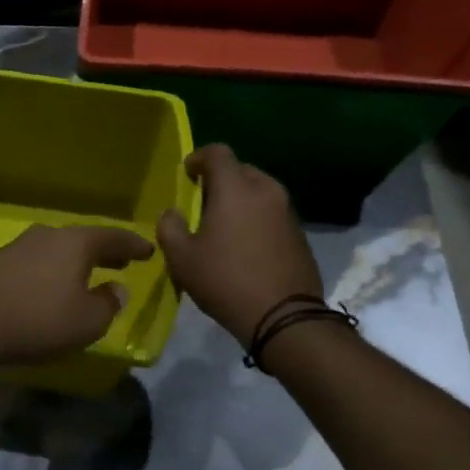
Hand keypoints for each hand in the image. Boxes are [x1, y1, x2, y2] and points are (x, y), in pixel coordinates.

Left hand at [0, 224, 155, 369]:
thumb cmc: (38, 322)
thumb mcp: (88, 322)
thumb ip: (109, 303)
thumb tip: (116, 288)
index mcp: (74, 242)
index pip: (113, 236)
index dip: (133, 244)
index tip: (149, 249)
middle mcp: (46, 235)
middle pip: (83, 239)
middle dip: (104, 251)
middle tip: (122, 261)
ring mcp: (17, 246)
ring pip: (56, 249)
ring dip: (74, 261)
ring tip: (87, 275)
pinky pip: (34, 263)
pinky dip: (50, 271)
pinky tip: (49, 287)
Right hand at [157, 144, 321, 344]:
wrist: (284, 317)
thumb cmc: (225, 281)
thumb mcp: (182, 258)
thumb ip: (170, 227)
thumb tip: (172, 213)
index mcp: (236, 189)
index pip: (218, 152)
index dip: (199, 157)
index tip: (187, 173)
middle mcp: (266, 190)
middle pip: (241, 170)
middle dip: (220, 180)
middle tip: (203, 203)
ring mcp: (288, 211)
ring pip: (259, 191)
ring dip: (240, 200)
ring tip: (224, 226)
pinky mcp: (300, 233)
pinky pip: (272, 213)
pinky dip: (257, 218)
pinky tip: (246, 245)